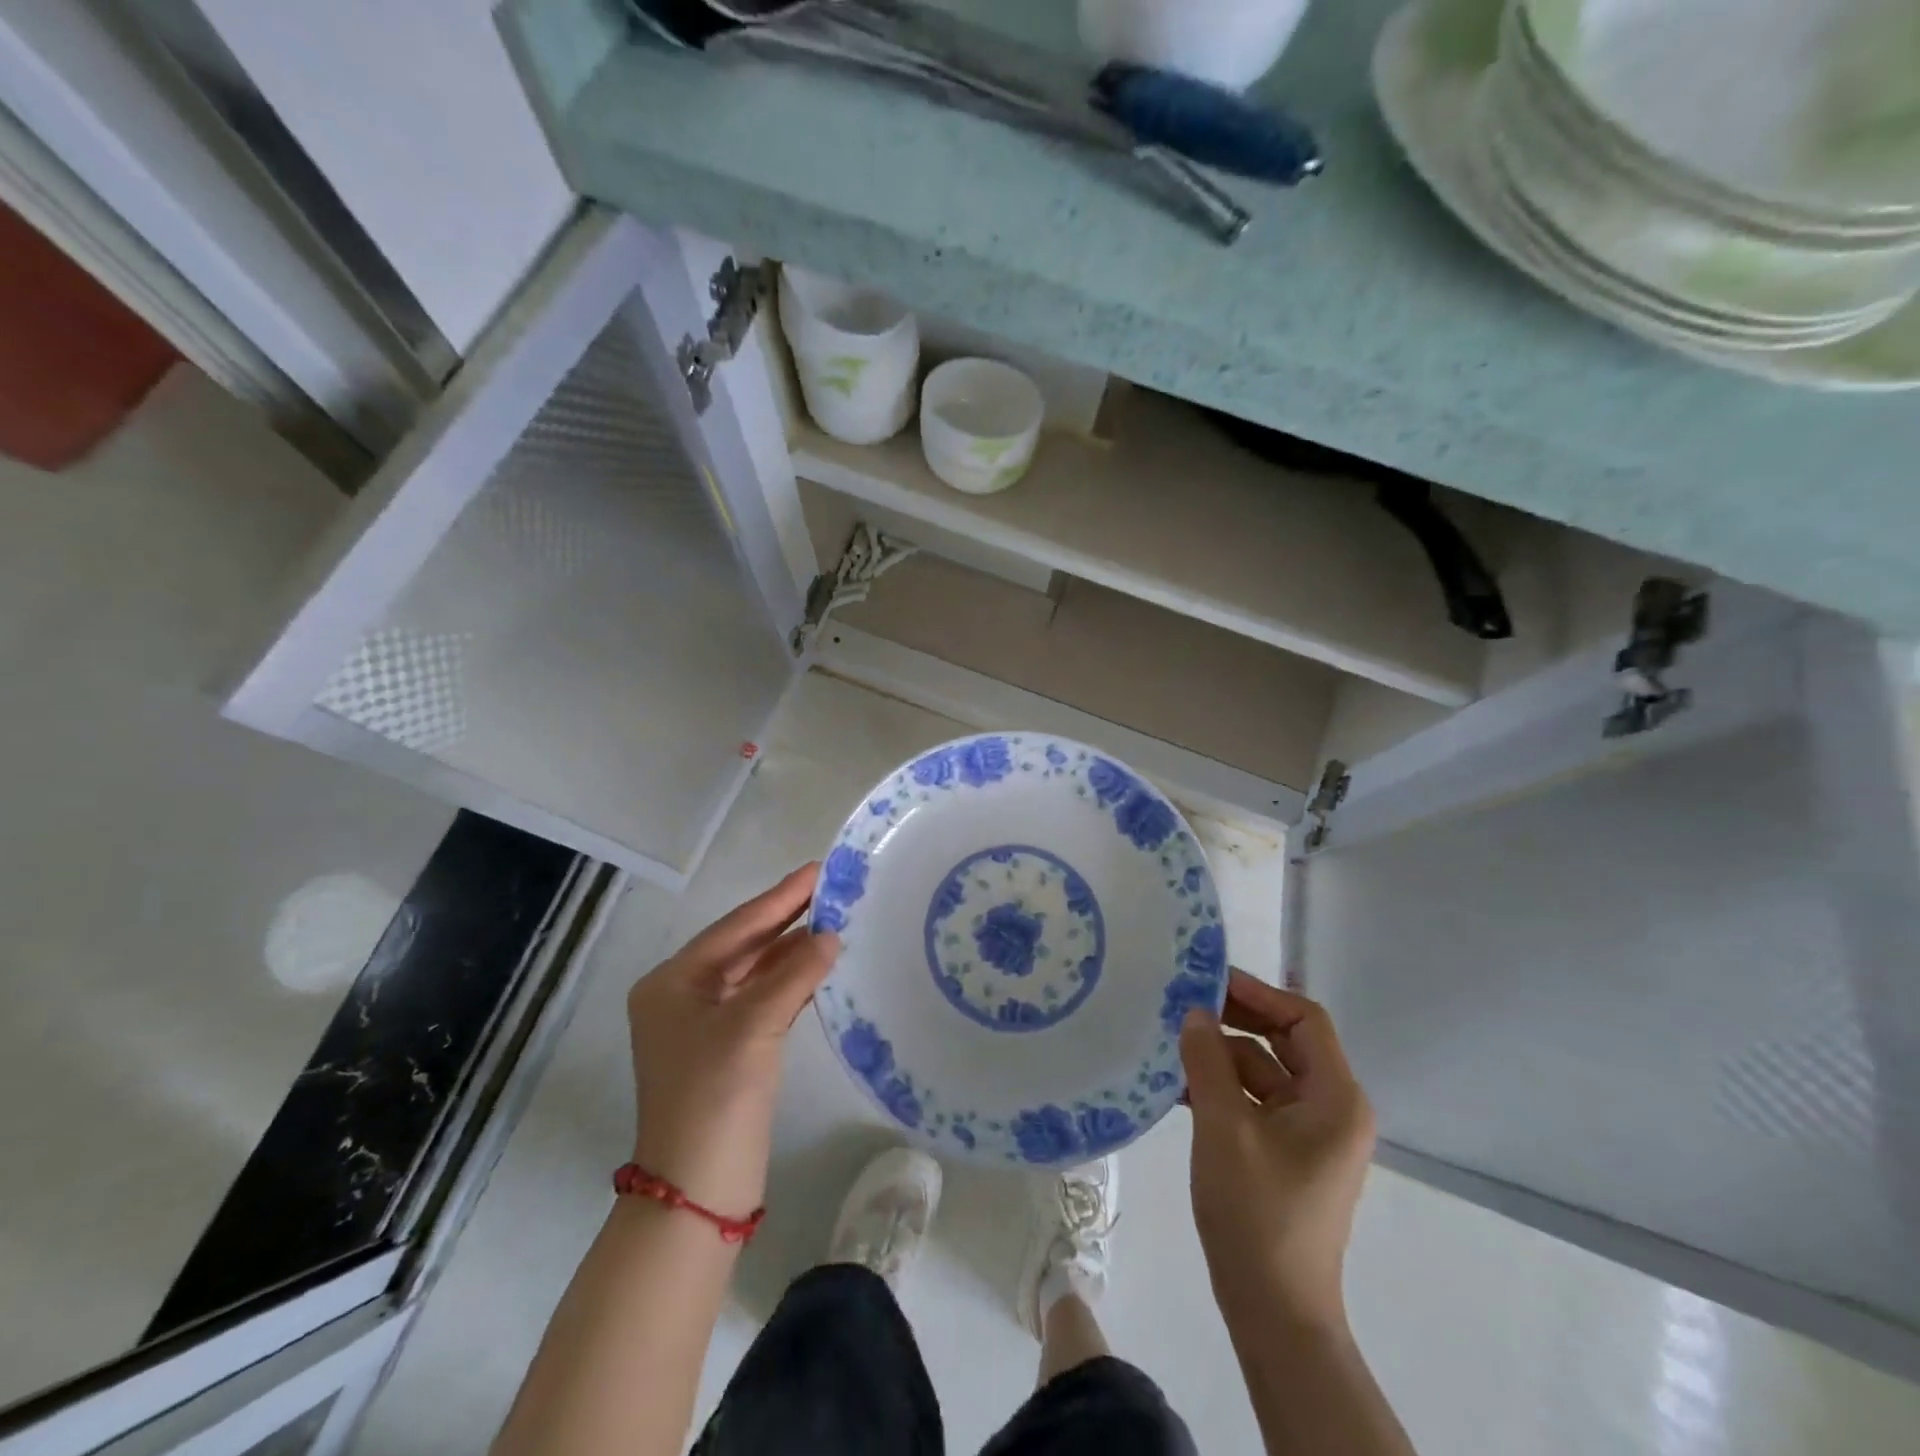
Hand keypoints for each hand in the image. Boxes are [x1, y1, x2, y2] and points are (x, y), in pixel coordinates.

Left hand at [627, 864, 839, 1216]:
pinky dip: (790, 981)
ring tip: (835, 920)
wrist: (697, 1191)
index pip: (736, 927)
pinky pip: (762, 999)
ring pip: (754, 972)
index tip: (818, 870)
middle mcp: (682, 996)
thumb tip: (831, 936)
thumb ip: (795, 974)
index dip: (780, 898)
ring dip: (791, 950)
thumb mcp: (754, 1026)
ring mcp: (703, 1025)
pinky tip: (819, 965)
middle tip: (832, 889)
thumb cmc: (714, 1096)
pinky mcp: (726, 1049)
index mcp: (672, 982)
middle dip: (787, 919)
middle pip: (743, 945)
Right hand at [1179, 970, 1374, 1331]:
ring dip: (1220, 1055)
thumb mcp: (1224, 1126)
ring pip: (1263, 1071)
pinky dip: (1220, 1087)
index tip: (1209, 980)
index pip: (1305, 1020)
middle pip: (1283, 1042)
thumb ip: (1208, 1060)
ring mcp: (1308, 1133)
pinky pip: (1254, 1101)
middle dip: (1235, 1020)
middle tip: (1182, 1002)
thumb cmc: (1256, 1212)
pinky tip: (1176, 1083)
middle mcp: (1331, 1108)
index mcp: (1335, 1098)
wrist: (1273, 1311)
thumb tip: (1194, 1011)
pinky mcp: (1285, 1153)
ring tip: (1169, 1040)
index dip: (1259, 994)